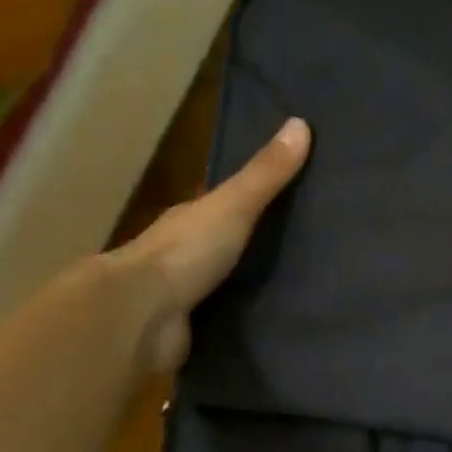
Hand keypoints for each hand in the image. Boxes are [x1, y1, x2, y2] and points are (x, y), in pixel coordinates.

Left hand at [111, 116, 311, 371]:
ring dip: (250, 283)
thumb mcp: (234, 206)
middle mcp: (184, 253)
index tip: (293, 198)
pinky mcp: (192, 328)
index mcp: (190, 219)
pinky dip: (245, 317)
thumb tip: (301, 123)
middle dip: (256, 244)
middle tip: (307, 247)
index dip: (253, 197)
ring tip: (301, 288)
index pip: (224, 202)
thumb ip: (265, 175)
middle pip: (226, 242)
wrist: (144, 315)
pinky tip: (274, 321)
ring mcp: (184, 293)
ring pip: (224, 282)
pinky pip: (225, 317)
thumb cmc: (187, 252)